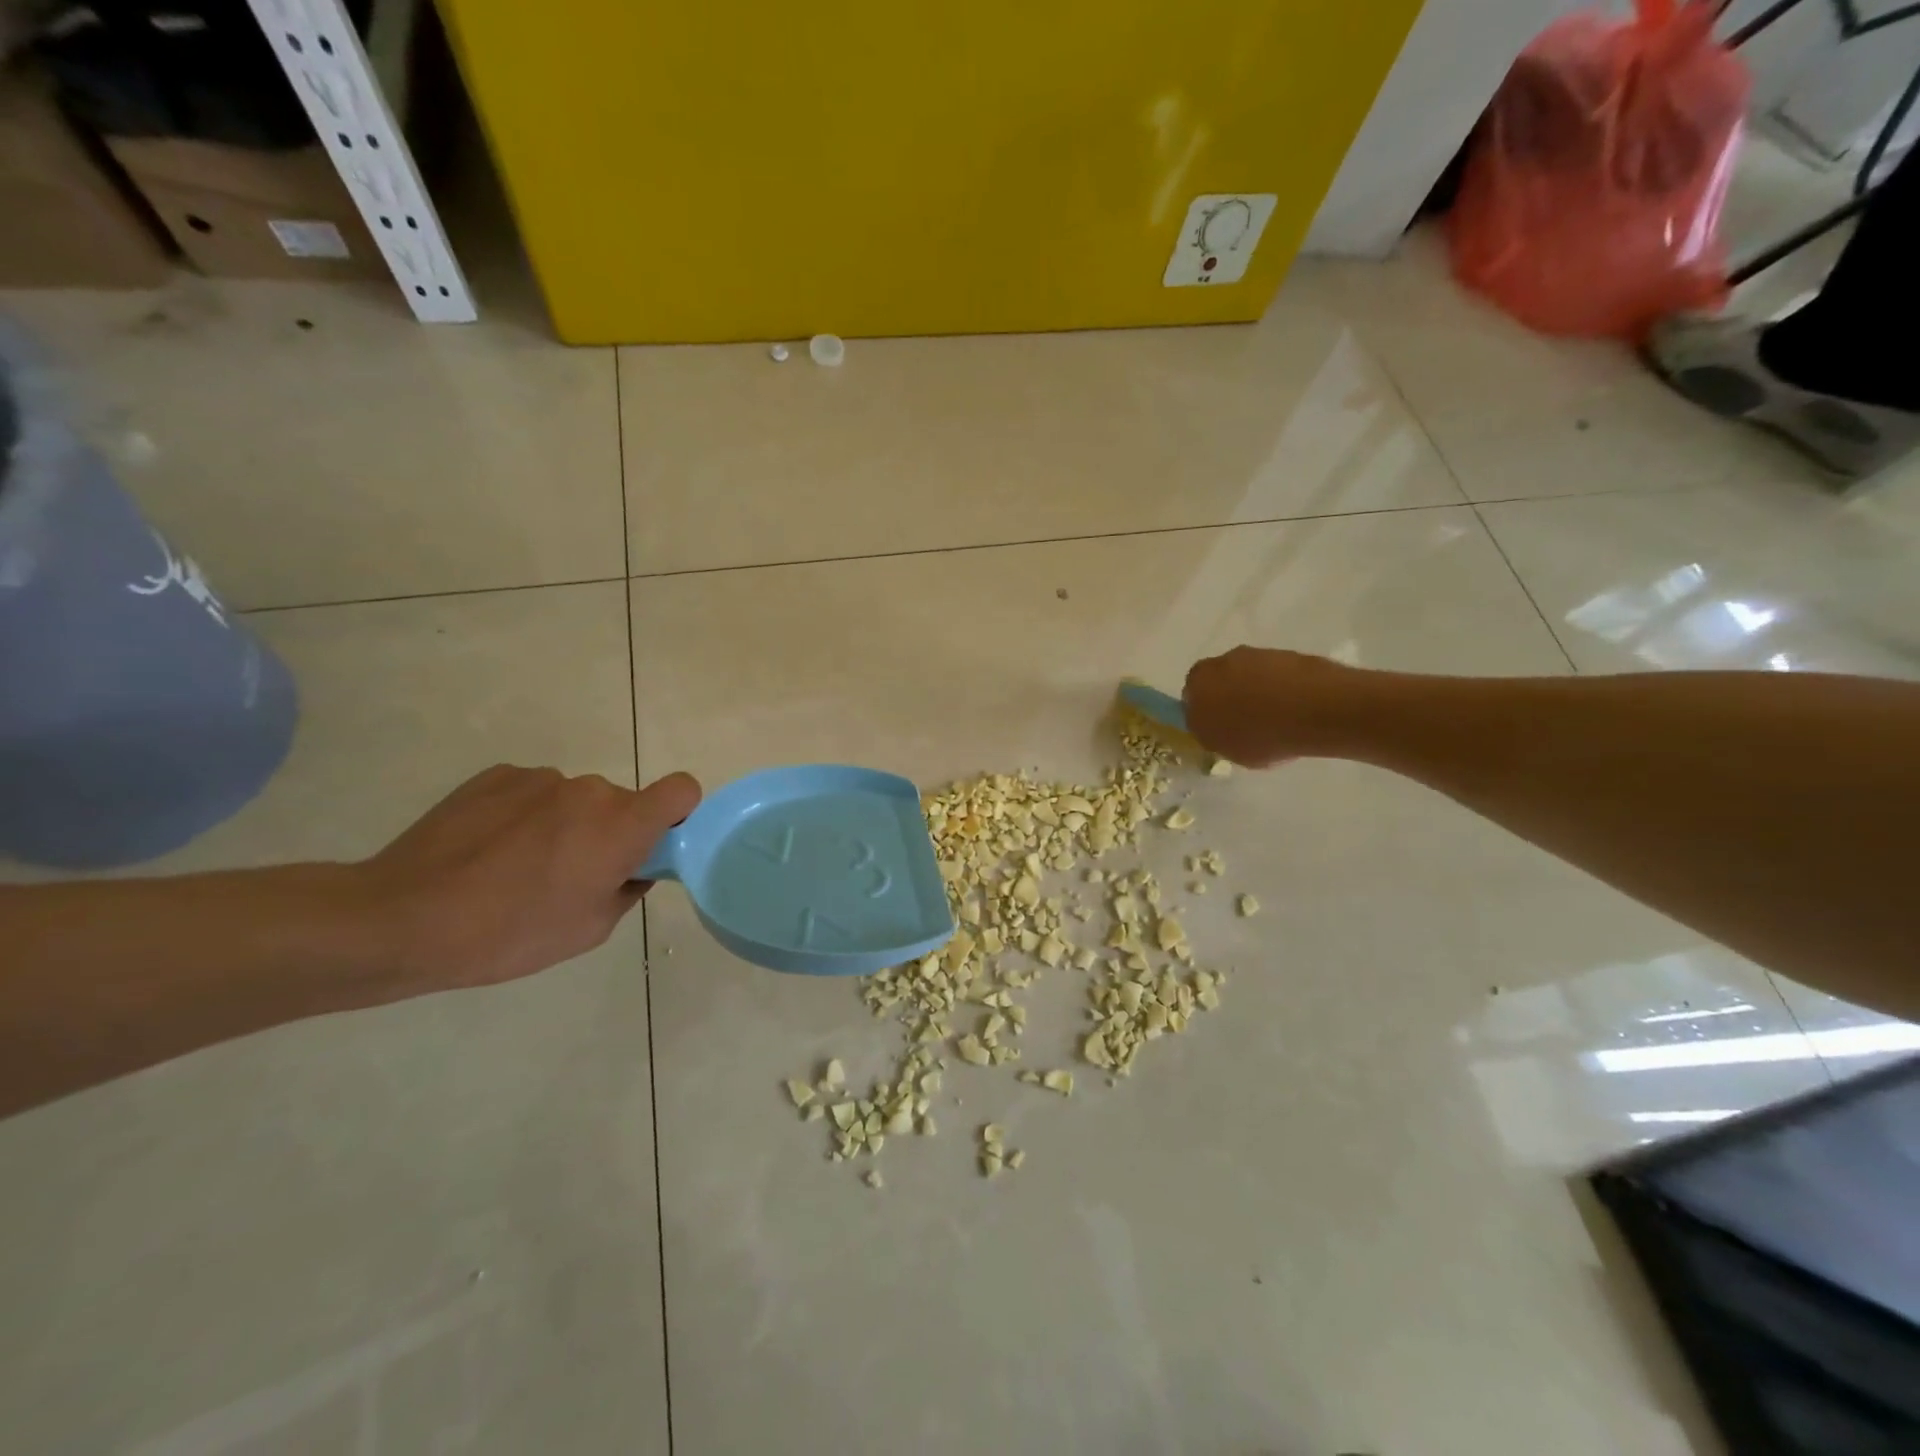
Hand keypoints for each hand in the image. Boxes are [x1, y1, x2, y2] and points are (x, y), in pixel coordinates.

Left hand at [356, 765, 701, 994]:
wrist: (402, 919)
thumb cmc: (511, 933)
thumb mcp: (590, 930)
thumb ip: (628, 889)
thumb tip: (632, 869)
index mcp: (622, 825)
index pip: (682, 789)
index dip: (678, 812)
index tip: (653, 844)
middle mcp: (589, 790)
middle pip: (622, 802)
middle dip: (611, 831)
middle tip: (574, 874)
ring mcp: (539, 779)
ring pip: (574, 799)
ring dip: (565, 823)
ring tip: (519, 866)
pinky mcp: (495, 776)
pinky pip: (532, 793)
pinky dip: (525, 815)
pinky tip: (489, 851)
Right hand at [1183, 647, 1364, 767]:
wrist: (1316, 708)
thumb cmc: (1262, 735)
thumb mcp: (1228, 750)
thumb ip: (1215, 734)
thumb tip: (1215, 728)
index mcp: (1197, 685)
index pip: (1190, 698)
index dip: (1205, 714)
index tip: (1220, 729)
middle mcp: (1220, 663)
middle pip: (1217, 680)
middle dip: (1227, 697)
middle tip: (1245, 722)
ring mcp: (1255, 654)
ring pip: (1246, 674)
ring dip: (1255, 689)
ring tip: (1275, 717)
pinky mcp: (1286, 652)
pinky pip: (1275, 673)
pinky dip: (1280, 686)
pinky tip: (1295, 708)